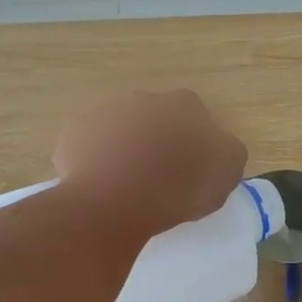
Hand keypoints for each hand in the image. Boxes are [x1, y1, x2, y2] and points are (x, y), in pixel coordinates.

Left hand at [53, 91, 247, 238]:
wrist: (112, 202)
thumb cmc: (176, 188)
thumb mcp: (226, 173)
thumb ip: (227, 152)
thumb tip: (220, 147)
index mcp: (183, 105)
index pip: (195, 114)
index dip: (195, 140)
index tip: (193, 167)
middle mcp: (142, 99)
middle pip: (154, 117)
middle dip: (158, 139)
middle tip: (160, 176)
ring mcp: (103, 113)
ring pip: (120, 129)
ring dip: (126, 147)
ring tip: (128, 185)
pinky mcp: (73, 135)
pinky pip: (90, 146)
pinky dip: (97, 161)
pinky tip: (102, 187)